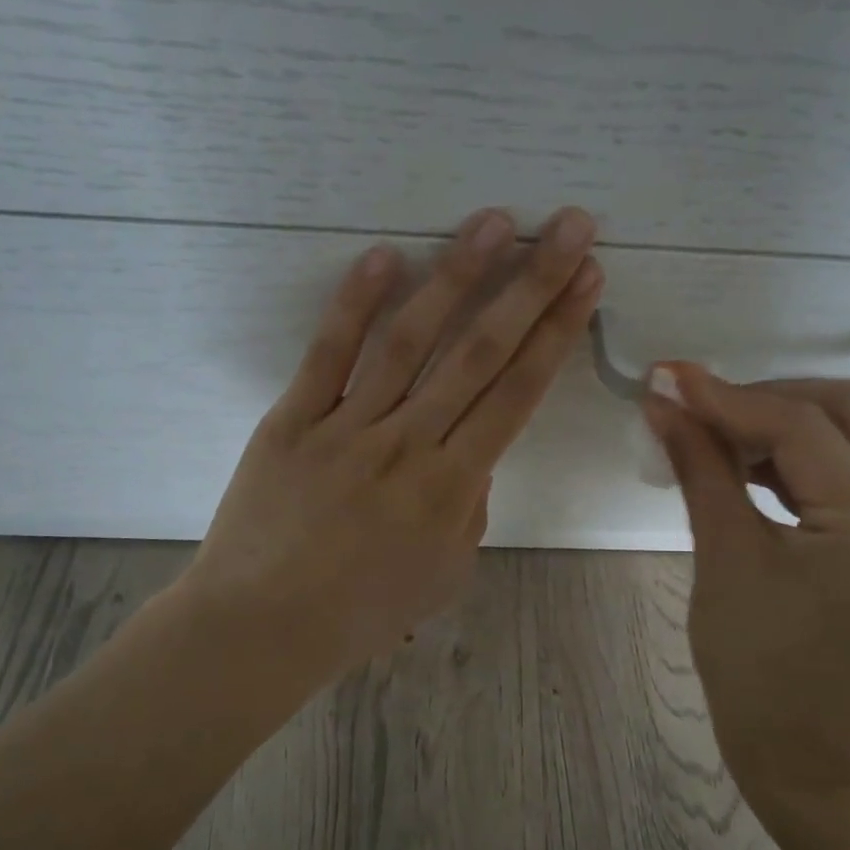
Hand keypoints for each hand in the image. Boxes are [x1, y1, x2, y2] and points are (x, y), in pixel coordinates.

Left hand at [179, 206, 601, 696]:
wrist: (261, 628)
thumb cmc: (362, 611)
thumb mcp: (445, 571)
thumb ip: (470, 505)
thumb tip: (475, 450)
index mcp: (453, 487)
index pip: (518, 393)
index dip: (557, 332)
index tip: (587, 280)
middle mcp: (409, 444)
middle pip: (481, 352)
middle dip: (531, 284)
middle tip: (565, 226)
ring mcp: (348, 427)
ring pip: (411, 340)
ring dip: (456, 276)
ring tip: (492, 221)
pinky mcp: (293, 420)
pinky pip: (328, 354)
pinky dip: (354, 304)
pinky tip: (383, 255)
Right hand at [643, 366, 849, 811]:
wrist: (813, 766)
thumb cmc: (756, 676)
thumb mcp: (723, 562)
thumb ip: (700, 469)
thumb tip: (664, 404)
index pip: (804, 428)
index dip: (730, 395)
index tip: (669, 378)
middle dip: (770, 397)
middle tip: (703, 408)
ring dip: (789, 425)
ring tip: (721, 438)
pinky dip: (808, 461)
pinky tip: (758, 471)